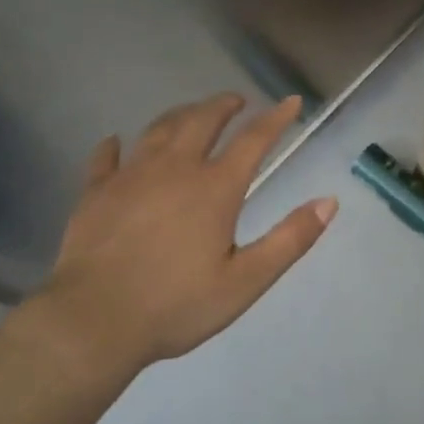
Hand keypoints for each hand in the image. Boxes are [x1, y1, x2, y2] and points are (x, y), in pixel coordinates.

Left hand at [6, 93, 336, 381]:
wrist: (94, 321)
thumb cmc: (176, 305)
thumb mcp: (246, 281)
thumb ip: (290, 239)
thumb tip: (329, 201)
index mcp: (215, 188)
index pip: (253, 140)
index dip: (275, 118)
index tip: (290, 101)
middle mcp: (175, 168)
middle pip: (202, 120)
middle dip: (223, 105)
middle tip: (236, 101)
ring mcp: (131, 175)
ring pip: (159, 129)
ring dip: (180, 115)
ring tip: (191, 113)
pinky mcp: (96, 191)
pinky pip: (106, 157)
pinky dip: (115, 146)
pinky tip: (115, 142)